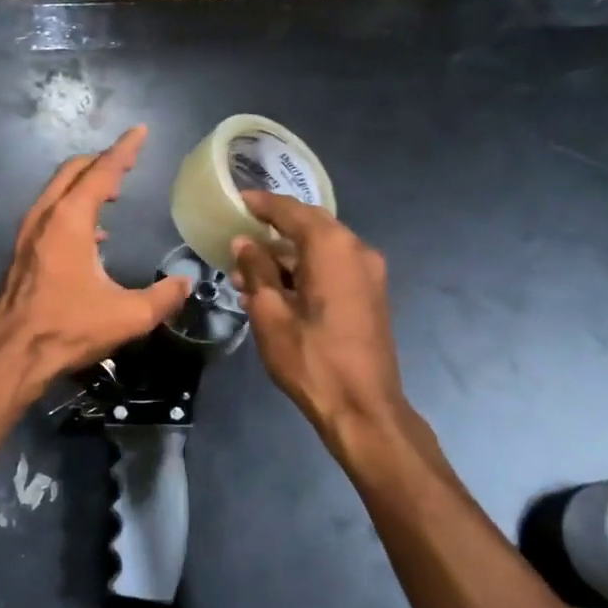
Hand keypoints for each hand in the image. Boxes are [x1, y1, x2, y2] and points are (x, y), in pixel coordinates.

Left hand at [0, 126, 189, 398]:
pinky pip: (49, 214)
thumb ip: (163, 297)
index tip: (140, 132)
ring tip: (112, 194)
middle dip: (100, 162)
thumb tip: (185, 283)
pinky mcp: (21, 253)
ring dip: (83, 185)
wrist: (10, 355)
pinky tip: (92, 235)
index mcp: (70, 221)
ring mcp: (27, 235)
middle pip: (72, 172)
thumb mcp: (127, 316)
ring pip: (56, 192)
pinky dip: (71, 209)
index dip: (124, 150)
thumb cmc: (67, 329)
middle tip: (127, 163)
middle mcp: (44, 218)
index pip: (101, 172)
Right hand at [230, 190, 417, 444]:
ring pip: (321, 248)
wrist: (363, 407)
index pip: (291, 211)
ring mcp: (369, 272)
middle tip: (241, 230)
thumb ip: (257, 271)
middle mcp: (356, 250)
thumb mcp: (270, 314)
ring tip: (248, 269)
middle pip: (311, 225)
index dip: (262, 203)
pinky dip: (305, 269)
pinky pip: (333, 267)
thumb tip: (244, 244)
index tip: (237, 199)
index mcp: (332, 248)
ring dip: (287, 254)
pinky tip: (276, 287)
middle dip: (275, 227)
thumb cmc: (311, 359)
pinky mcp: (370, 294)